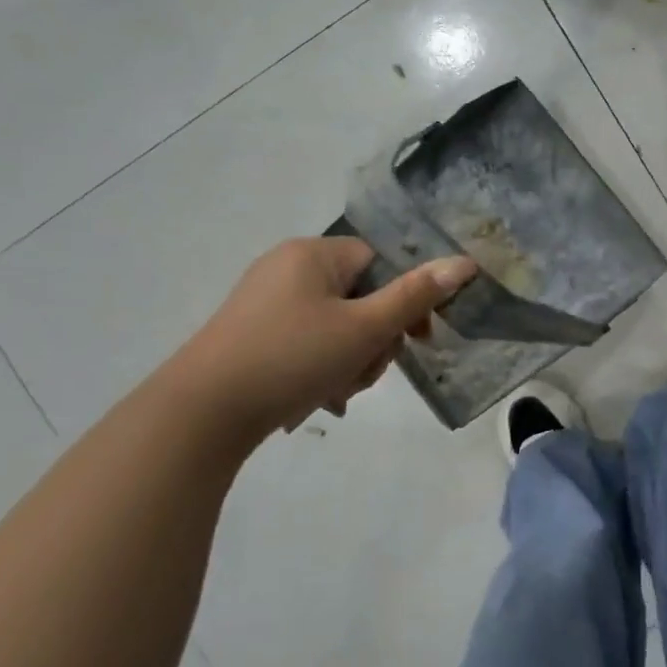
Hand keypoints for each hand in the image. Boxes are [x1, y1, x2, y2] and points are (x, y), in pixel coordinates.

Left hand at [174, 237, 476, 437]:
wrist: (202, 412)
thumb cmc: (292, 358)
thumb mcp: (363, 329)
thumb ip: (415, 296)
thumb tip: (464, 263)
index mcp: (313, 254)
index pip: (379, 262)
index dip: (403, 300)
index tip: (415, 339)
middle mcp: (287, 268)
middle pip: (360, 297)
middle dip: (373, 340)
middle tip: (364, 372)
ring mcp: (265, 302)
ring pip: (336, 326)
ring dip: (350, 360)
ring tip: (337, 394)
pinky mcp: (252, 335)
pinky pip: (306, 343)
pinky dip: (320, 368)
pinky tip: (317, 400)